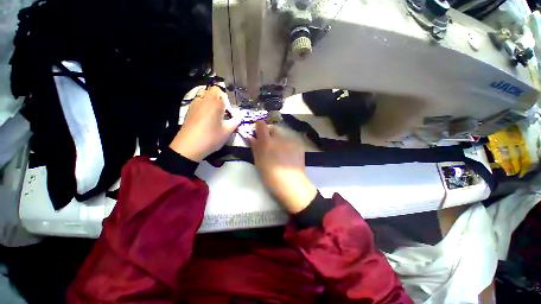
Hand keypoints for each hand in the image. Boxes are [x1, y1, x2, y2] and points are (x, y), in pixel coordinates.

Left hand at [170, 86, 240, 161]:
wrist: (188, 147)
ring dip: (210, 99)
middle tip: (222, 110)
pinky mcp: (188, 110)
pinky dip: (203, 104)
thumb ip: (235, 122)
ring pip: (203, 93)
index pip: (223, 94)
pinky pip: (197, 101)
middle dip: (219, 98)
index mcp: (215, 104)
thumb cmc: (211, 138)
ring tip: (214, 112)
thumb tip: (239, 118)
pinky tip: (205, 117)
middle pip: (213, 90)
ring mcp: (194, 104)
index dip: (228, 103)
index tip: (229, 114)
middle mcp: (204, 100)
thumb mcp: (227, 132)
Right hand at [248, 121, 316, 213]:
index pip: (261, 125)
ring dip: (279, 139)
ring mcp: (290, 140)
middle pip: (273, 128)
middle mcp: (279, 137)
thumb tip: (250, 137)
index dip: (258, 126)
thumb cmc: (270, 175)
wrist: (291, 183)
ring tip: (280, 150)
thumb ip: (255, 147)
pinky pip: (290, 140)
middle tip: (268, 143)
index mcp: (267, 141)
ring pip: (282, 134)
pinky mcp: (298, 145)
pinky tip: (288, 154)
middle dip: (269, 133)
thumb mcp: (259, 161)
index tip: (257, 133)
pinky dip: (287, 144)